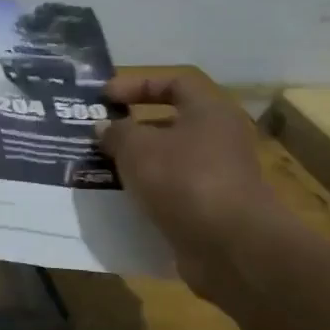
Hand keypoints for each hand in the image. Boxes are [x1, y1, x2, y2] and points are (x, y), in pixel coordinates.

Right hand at [96, 69, 277, 301]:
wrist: (230, 246)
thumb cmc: (183, 178)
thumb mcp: (136, 146)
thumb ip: (116, 132)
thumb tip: (105, 128)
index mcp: (210, 112)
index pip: (175, 83)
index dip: (138, 85)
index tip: (105, 98)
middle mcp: (220, 140)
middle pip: (171, 125)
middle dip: (133, 130)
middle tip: (99, 138)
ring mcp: (218, 178)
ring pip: (169, 162)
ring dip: (137, 166)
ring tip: (102, 170)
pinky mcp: (212, 211)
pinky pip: (173, 194)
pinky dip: (148, 195)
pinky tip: (120, 201)